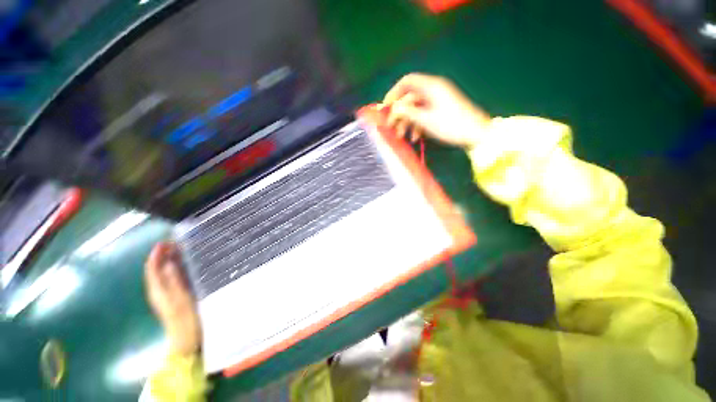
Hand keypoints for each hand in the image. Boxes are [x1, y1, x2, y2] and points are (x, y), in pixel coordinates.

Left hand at [145, 242, 201, 356]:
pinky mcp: (172, 297)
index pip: (152, 269)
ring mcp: (164, 295)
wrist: (185, 339)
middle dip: (161, 256)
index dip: (156, 255)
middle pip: (155, 270)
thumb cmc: (185, 319)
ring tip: (177, 250)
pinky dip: (172, 269)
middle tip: (173, 243)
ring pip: (161, 274)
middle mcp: (158, 291)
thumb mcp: (181, 299)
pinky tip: (180, 266)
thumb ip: (175, 281)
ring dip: (166, 261)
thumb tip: (169, 263)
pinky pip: (168, 279)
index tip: (163, 242)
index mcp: (158, 291)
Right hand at [383, 73, 489, 148]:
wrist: (475, 134)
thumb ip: (407, 112)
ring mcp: (437, 101)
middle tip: (391, 128)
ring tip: (402, 137)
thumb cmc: (450, 125)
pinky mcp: (440, 110)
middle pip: (409, 98)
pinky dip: (417, 125)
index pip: (407, 82)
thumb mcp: (425, 120)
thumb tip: (393, 108)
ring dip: (407, 123)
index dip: (394, 93)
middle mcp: (433, 90)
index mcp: (431, 87)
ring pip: (416, 109)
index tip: (385, 107)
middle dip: (399, 114)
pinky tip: (416, 138)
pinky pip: (424, 115)